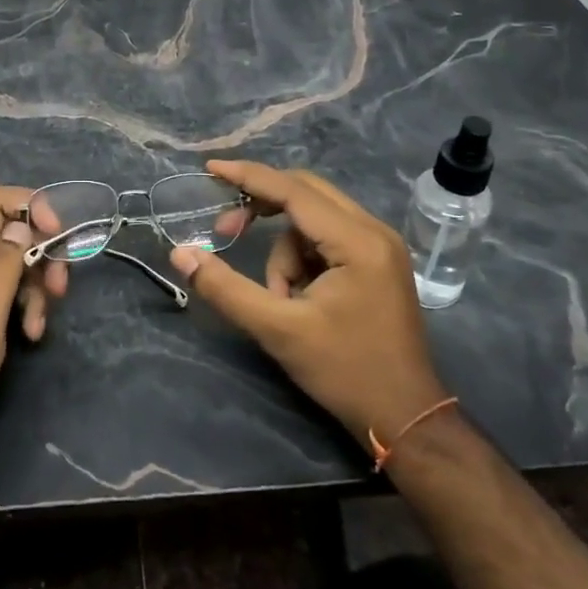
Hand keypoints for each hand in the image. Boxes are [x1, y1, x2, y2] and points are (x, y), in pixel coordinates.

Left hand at [0, 186, 36, 476]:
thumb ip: (3, 263)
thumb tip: (24, 222)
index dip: (32, 205)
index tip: (59, 235)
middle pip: (9, 231)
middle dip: (42, 252)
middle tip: (59, 288)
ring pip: (11, 264)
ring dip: (34, 287)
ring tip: (38, 326)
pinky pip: (2, 294)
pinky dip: (22, 307)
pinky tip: (29, 335)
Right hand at [168, 161, 448, 450]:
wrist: (406, 419)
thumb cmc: (346, 372)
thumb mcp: (278, 330)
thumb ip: (226, 288)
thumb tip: (180, 253)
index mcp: (357, 241)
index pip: (294, 191)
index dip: (248, 176)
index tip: (210, 169)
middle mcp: (374, 231)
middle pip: (306, 193)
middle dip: (261, 208)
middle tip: (226, 229)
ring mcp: (380, 246)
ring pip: (312, 220)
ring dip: (284, 251)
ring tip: (281, 299)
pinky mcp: (377, 263)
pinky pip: (326, 239)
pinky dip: (301, 260)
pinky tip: (298, 298)